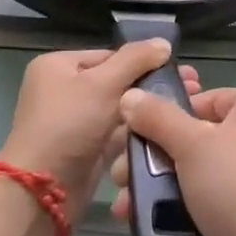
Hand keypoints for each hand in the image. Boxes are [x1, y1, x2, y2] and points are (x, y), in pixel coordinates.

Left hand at [0, 42, 198, 221]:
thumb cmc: (68, 126)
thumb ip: (135, 60)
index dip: (145, 61)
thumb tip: (163, 42)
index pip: (110, 55)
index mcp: (58, 66)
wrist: (42, 192)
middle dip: (152, 85)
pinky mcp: (86, 149)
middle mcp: (64, 90)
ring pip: (120, 109)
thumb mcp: (102, 84)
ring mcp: (75, 122)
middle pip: (116, 81)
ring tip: (187, 109)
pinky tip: (169, 130)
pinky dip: (139, 132)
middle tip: (193, 88)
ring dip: (149, 110)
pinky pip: (117, 134)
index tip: (183, 71)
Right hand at [112, 86, 235, 235]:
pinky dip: (181, 205)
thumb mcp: (192, 146)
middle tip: (120, 178)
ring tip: (126, 206)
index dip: (163, 117)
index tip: (133, 140)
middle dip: (152, 158)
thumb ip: (158, 117)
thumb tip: (130, 95)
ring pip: (196, 169)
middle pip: (193, 135)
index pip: (199, 99)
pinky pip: (210, 196)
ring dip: (159, 185)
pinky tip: (150, 221)